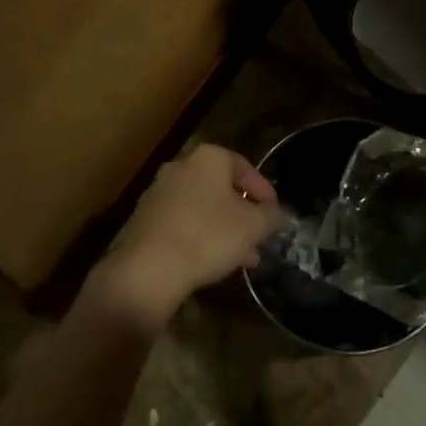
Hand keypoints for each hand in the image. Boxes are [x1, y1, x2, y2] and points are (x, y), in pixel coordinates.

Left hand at [88, 145, 285, 331]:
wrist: (149, 267)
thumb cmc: (208, 235)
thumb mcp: (253, 226)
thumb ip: (272, 216)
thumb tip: (281, 214)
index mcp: (208, 158)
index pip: (244, 166)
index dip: (264, 190)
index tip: (275, 213)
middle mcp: (181, 166)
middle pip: (221, 188)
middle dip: (243, 214)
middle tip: (260, 238)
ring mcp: (159, 192)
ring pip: (202, 208)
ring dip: (224, 229)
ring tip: (243, 259)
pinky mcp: (144, 219)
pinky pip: (182, 223)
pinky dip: (200, 236)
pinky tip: (213, 263)